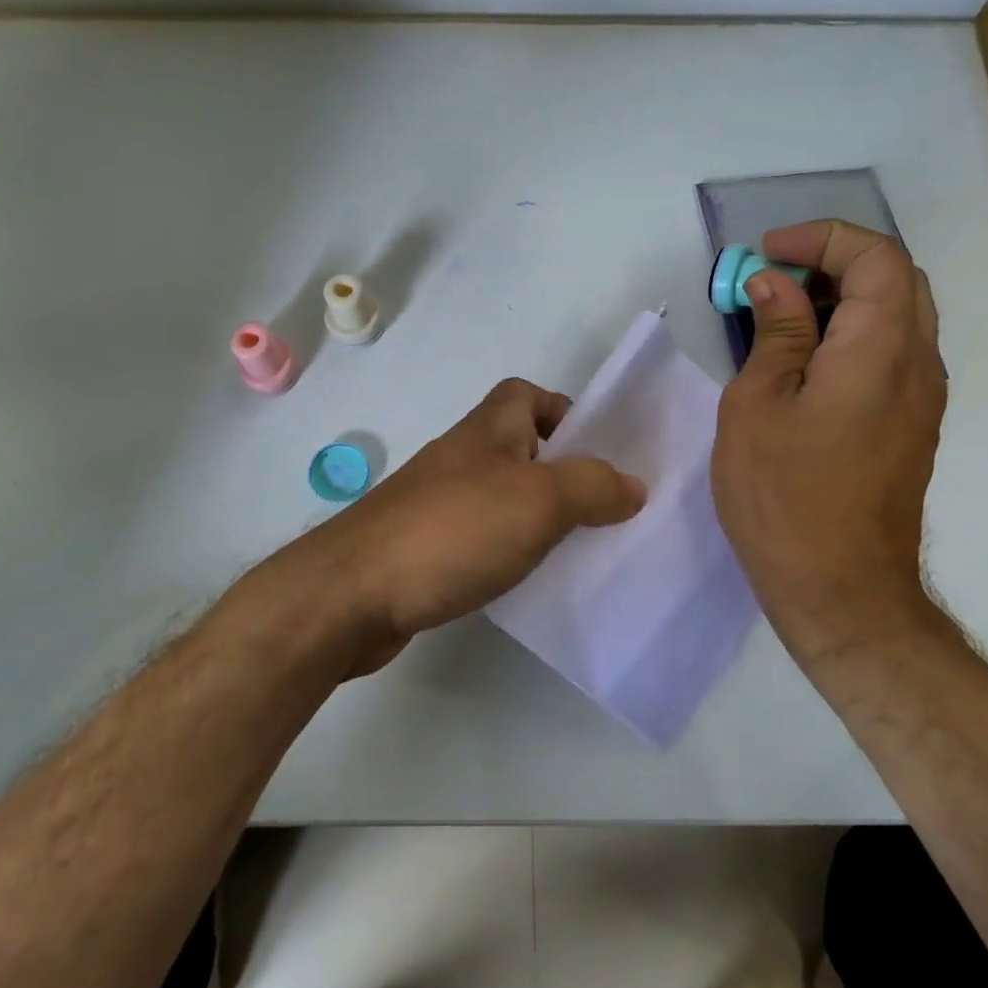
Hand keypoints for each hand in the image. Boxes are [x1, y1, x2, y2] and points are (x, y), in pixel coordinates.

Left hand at [283, 378, 645, 674]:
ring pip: (505, 496)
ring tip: (580, 549)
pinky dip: (510, 551)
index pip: (529, 395)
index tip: (600, 453)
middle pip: (523, 449)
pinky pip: (484, 538)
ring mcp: (441, 503)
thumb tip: (633, 486)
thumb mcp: (539, 500)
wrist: (354, 592)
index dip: (566, 413)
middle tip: (605, 509)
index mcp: (488, 430)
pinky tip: (530, 580)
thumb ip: (593, 487)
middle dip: (565, 473)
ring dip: (540, 516)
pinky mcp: (429, 548)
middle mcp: (463, 458)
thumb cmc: (453, 531)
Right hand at [712, 220, 946, 661]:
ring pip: (898, 316)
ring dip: (843, 299)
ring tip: (780, 319)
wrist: (841, 588)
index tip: (766, 255)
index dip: (821, 239)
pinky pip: (892, 354)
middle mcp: (918, 364)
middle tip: (773, 281)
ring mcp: (922, 398)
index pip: (876, 256)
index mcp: (880, 350)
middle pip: (896, 279)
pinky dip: (852, 335)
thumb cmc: (783, 495)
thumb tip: (774, 284)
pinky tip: (804, 364)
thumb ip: (774, 335)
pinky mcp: (911, 426)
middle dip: (833, 262)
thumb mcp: (757, 406)